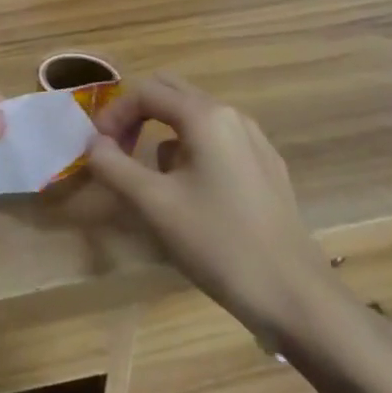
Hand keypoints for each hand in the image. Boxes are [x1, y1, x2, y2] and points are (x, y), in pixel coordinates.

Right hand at [84, 75, 335, 344]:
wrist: (297, 300)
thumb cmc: (219, 244)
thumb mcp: (153, 204)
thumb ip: (113, 165)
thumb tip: (94, 144)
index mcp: (206, 117)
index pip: (145, 93)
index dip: (114, 114)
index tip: (98, 148)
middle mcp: (233, 118)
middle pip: (171, 93)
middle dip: (137, 115)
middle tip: (118, 149)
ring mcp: (255, 143)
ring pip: (194, 118)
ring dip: (162, 134)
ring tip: (150, 178)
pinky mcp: (267, 170)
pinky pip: (217, 141)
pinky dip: (190, 151)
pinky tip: (189, 194)